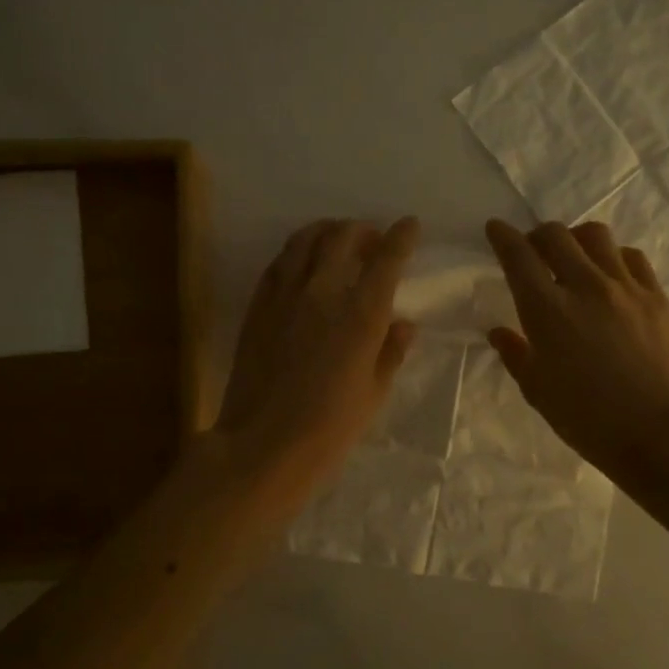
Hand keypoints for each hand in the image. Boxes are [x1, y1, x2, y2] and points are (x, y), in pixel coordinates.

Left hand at [213, 217, 419, 516]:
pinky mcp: (258, 304)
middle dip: (363, 230)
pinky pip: (279, 262)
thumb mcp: (374, 392)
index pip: (387, 258)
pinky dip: (297, 252)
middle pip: (344, 236)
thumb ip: (391, 351)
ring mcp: (285, 294)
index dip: (402, 236)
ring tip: (336, 240)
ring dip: (327, 231)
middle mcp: (324, 291)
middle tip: (372, 239)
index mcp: (362, 314)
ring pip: (306, 240)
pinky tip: (302, 263)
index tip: (410, 226)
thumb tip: (403, 323)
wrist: (264, 443)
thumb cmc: (330, 427)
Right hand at [485, 219, 668, 482]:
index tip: (495, 228)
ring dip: (575, 239)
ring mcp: (625, 288)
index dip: (502, 236)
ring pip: (596, 236)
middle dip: (536, 234)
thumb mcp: (538, 392)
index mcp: (548, 312)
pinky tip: (610, 275)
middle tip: (532, 250)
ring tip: (573, 257)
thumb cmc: (589, 420)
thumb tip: (499, 332)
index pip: (518, 256)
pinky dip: (612, 257)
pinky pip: (631, 257)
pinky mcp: (656, 296)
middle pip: (555, 235)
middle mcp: (585, 287)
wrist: (661, 432)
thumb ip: (516, 355)